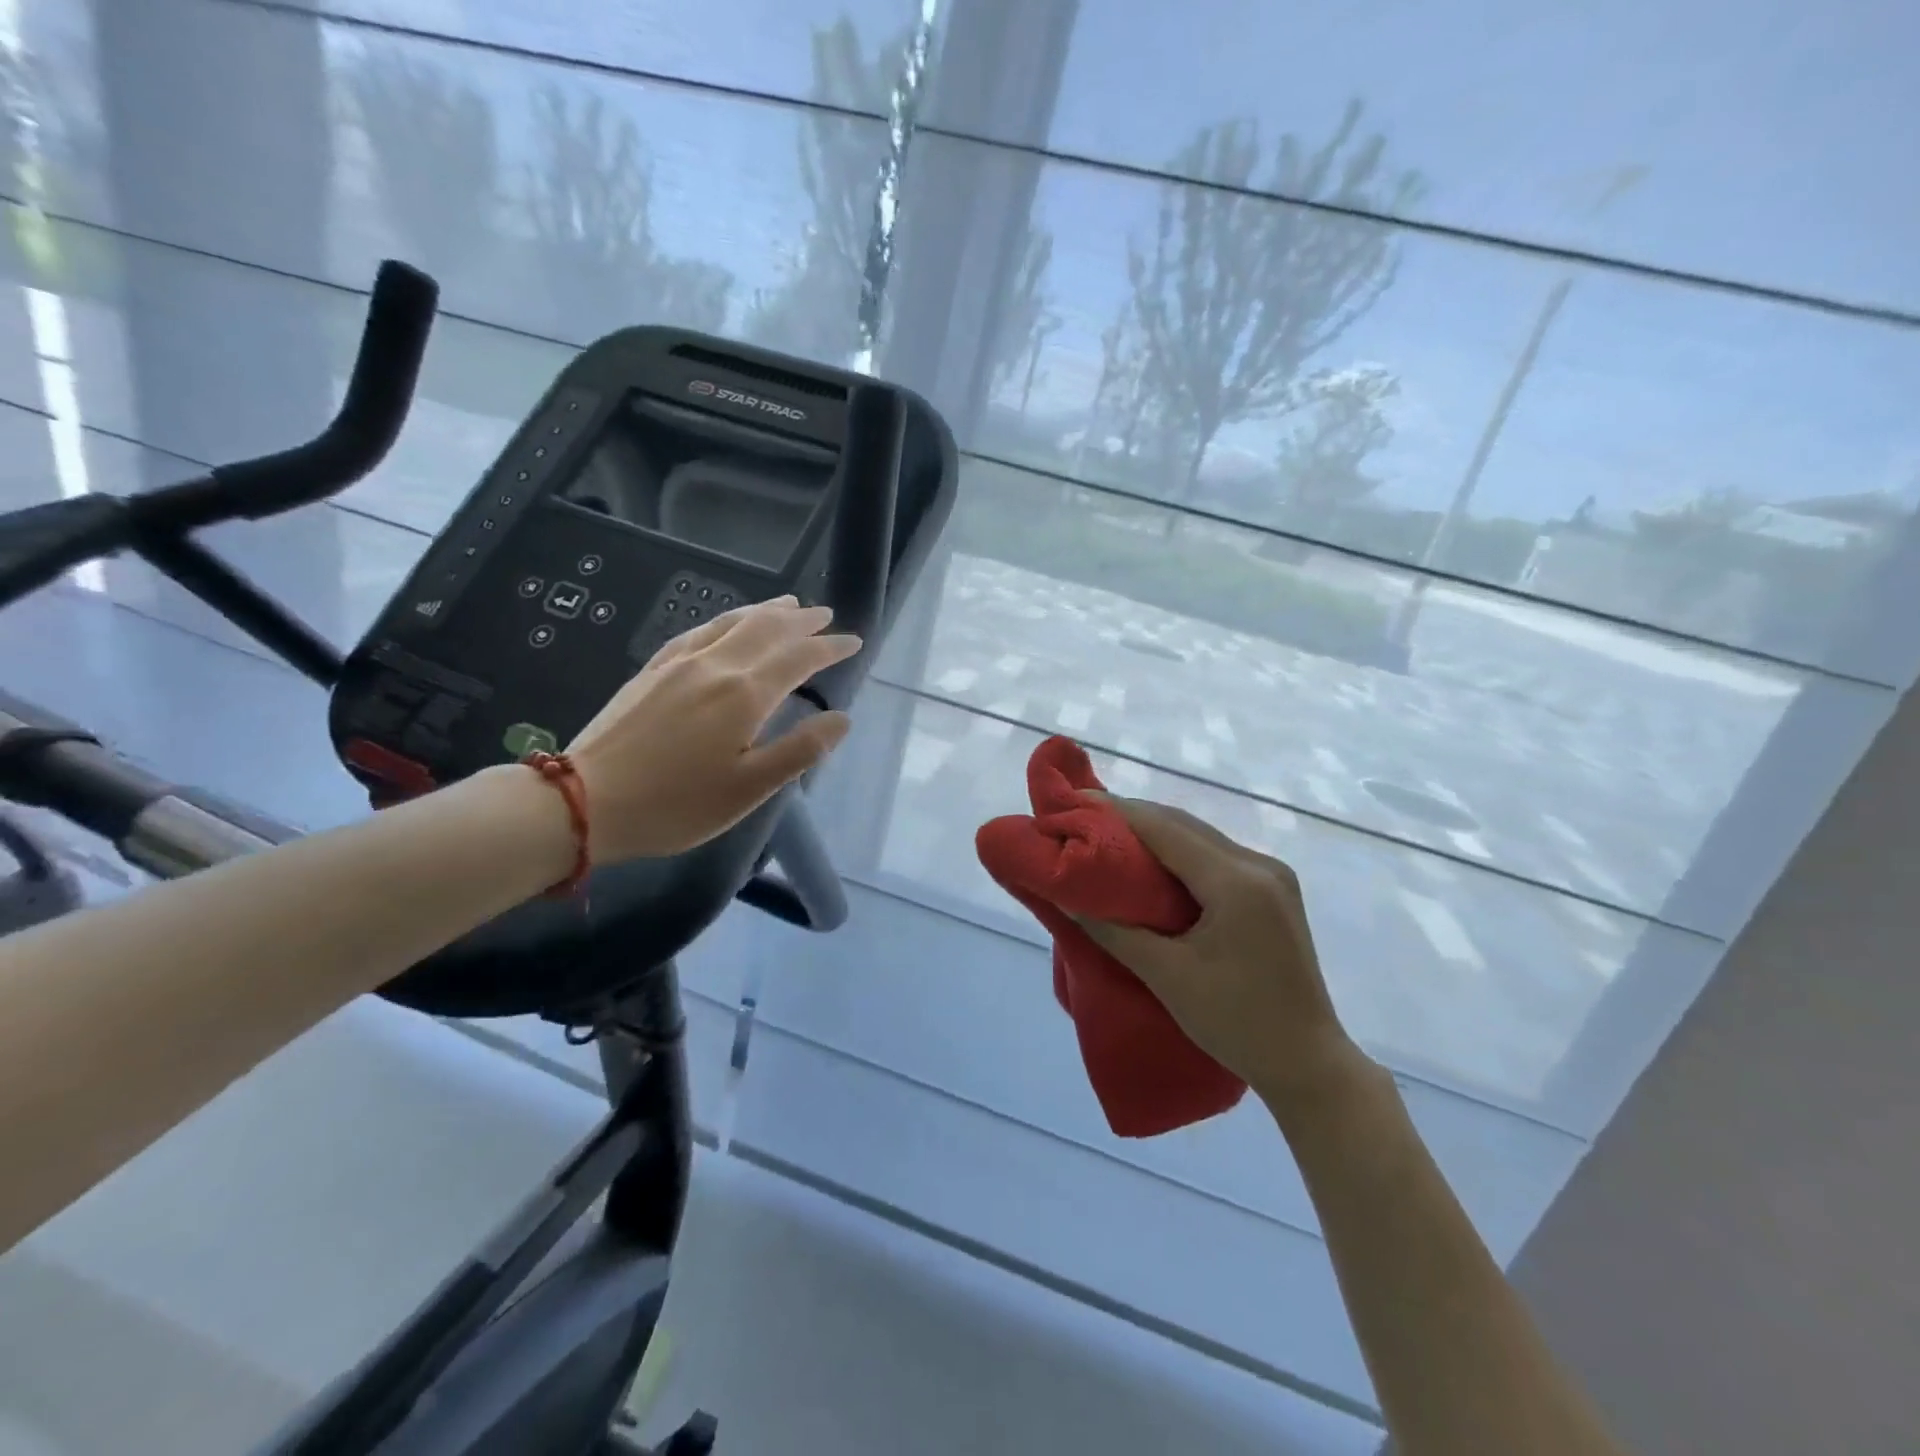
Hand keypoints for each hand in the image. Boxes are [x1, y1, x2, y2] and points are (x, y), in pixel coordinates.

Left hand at [563, 596, 858, 862]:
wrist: (585, 800)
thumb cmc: (676, 804)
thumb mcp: (748, 789)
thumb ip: (799, 750)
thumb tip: (841, 719)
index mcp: (745, 695)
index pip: (799, 658)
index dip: (829, 648)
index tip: (853, 641)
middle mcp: (716, 666)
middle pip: (767, 629)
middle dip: (802, 620)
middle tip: (826, 614)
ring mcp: (680, 663)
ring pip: (732, 622)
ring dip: (766, 611)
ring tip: (788, 604)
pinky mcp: (653, 670)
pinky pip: (699, 630)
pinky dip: (726, 619)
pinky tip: (727, 623)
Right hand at [1076, 797, 1373, 1114]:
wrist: (1308, 1064)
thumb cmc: (1236, 1023)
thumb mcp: (1167, 976)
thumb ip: (1113, 931)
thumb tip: (1064, 897)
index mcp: (1236, 881)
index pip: (1165, 828)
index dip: (1116, 812)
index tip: (1073, 803)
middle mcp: (1258, 865)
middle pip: (1183, 825)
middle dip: (1131, 818)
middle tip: (1082, 819)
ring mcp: (1271, 876)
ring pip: (1200, 838)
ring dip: (1154, 834)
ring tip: (1107, 836)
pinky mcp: (1273, 891)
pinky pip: (1215, 857)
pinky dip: (1178, 854)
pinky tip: (1150, 863)